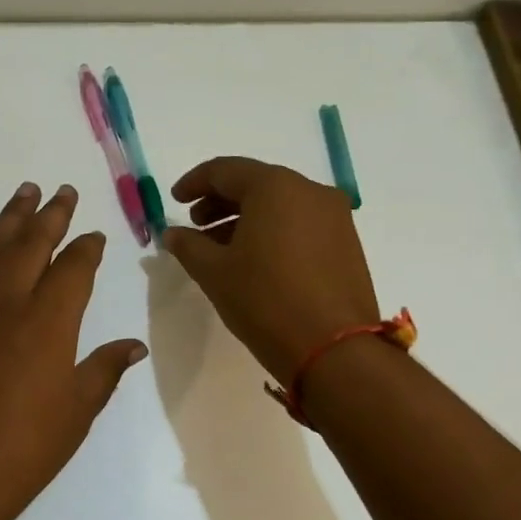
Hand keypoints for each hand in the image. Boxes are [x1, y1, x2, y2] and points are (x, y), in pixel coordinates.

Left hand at [0, 181, 146, 519]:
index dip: (87, 248)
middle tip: (61, 191)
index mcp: (49, 322)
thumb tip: (133, 345)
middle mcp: (5, 303)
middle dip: (49, 215)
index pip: (74, 269)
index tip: (94, 235)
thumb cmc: (21, 453)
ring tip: (22, 193)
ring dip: (6, 218)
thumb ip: (103, 370)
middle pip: (30, 244)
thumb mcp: (76, 414)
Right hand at [163, 158, 380, 384]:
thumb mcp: (214, 272)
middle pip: (256, 184)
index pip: (225, 170)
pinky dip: (272, 232)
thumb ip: (188, 245)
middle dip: (220, 202)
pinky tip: (254, 260)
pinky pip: (300, 224)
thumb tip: (173, 233)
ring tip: (220, 248)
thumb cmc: (264, 301)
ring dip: (245, 219)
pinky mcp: (347, 243)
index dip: (194, 183)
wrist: (333, 349)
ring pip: (280, 205)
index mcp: (275, 187)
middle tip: (195, 225)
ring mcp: (335, 217)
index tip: (174, 200)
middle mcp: (310, 191)